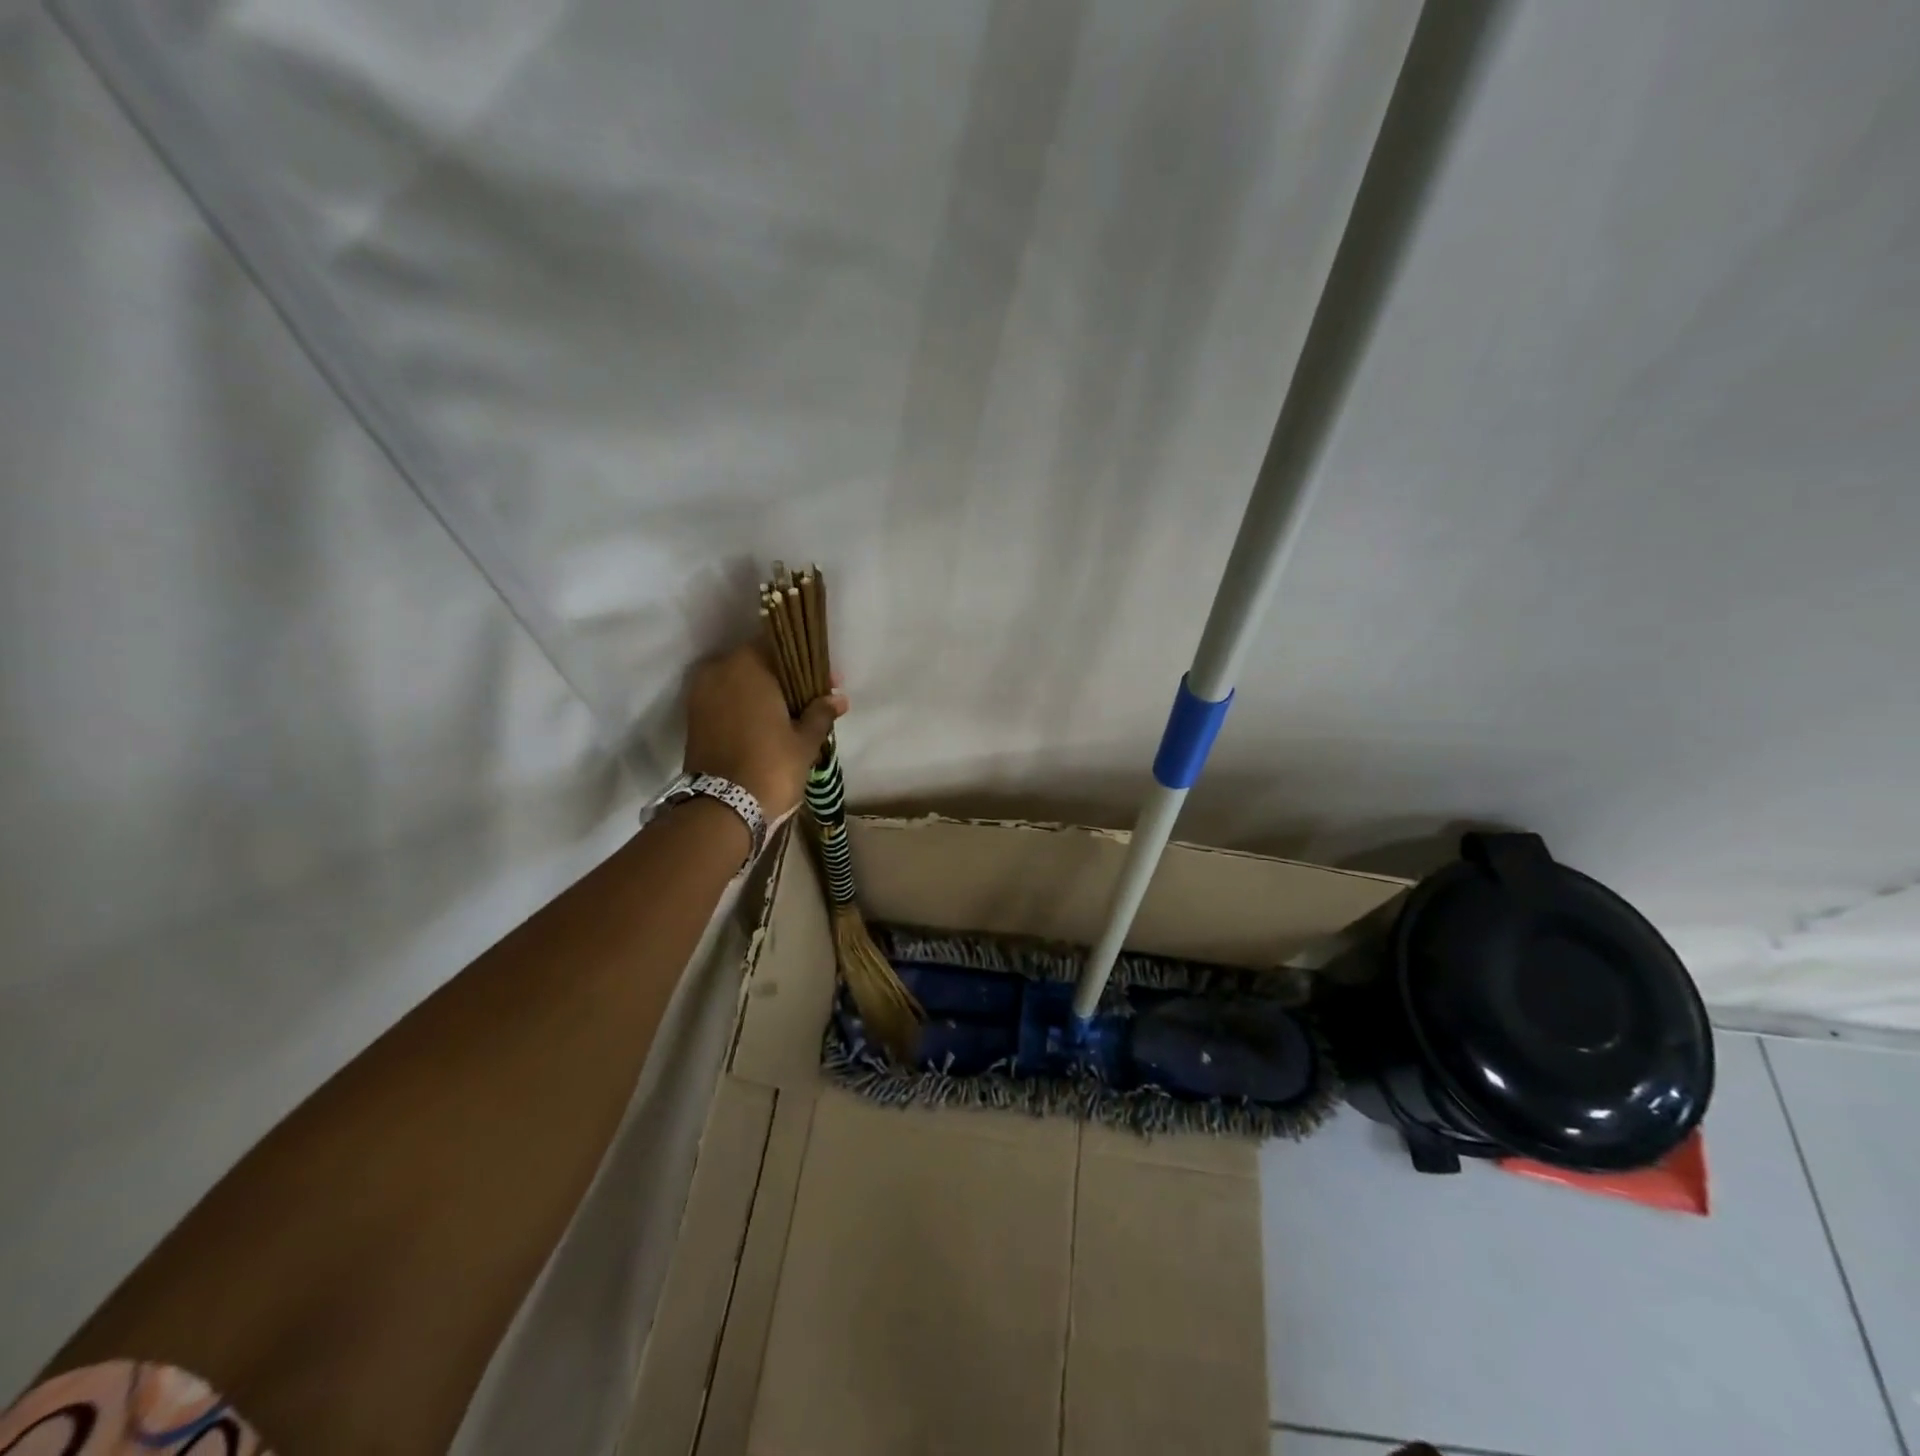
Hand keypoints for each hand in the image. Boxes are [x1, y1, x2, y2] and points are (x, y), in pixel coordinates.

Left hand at [684, 643, 847, 819]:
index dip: (807, 664)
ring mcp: (701, 694)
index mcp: (748, 665)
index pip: (781, 647)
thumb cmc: (770, 766)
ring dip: (763, 693)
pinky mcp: (693, 717)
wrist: (722, 809)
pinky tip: (767, 724)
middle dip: (785, 679)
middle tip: (811, 699)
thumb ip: (820, 713)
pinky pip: (725, 700)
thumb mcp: (804, 741)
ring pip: (740, 682)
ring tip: (790, 715)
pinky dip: (745, 707)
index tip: (827, 682)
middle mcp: (719, 670)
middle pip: (758, 663)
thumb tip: (838, 698)